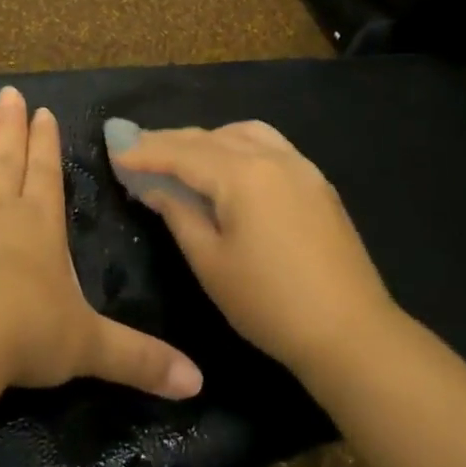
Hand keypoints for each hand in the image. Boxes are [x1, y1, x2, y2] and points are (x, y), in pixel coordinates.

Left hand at [0, 86, 203, 399]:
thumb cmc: (26, 333)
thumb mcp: (90, 347)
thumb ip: (140, 359)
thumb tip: (198, 384)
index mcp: (41, 225)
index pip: (46, 172)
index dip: (45, 142)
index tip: (42, 112)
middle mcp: (0, 209)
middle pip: (7, 158)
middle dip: (11, 125)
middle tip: (8, 93)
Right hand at [112, 121, 396, 375]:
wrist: (350, 332)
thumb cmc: (269, 302)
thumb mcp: (210, 262)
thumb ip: (179, 214)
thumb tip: (155, 188)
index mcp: (243, 175)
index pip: (183, 153)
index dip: (146, 151)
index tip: (115, 150)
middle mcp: (273, 157)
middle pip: (211, 138)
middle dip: (171, 141)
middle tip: (137, 149)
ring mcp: (301, 167)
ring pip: (244, 134)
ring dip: (208, 139)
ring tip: (182, 156)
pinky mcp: (317, 183)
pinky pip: (270, 146)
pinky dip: (239, 146)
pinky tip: (229, 167)